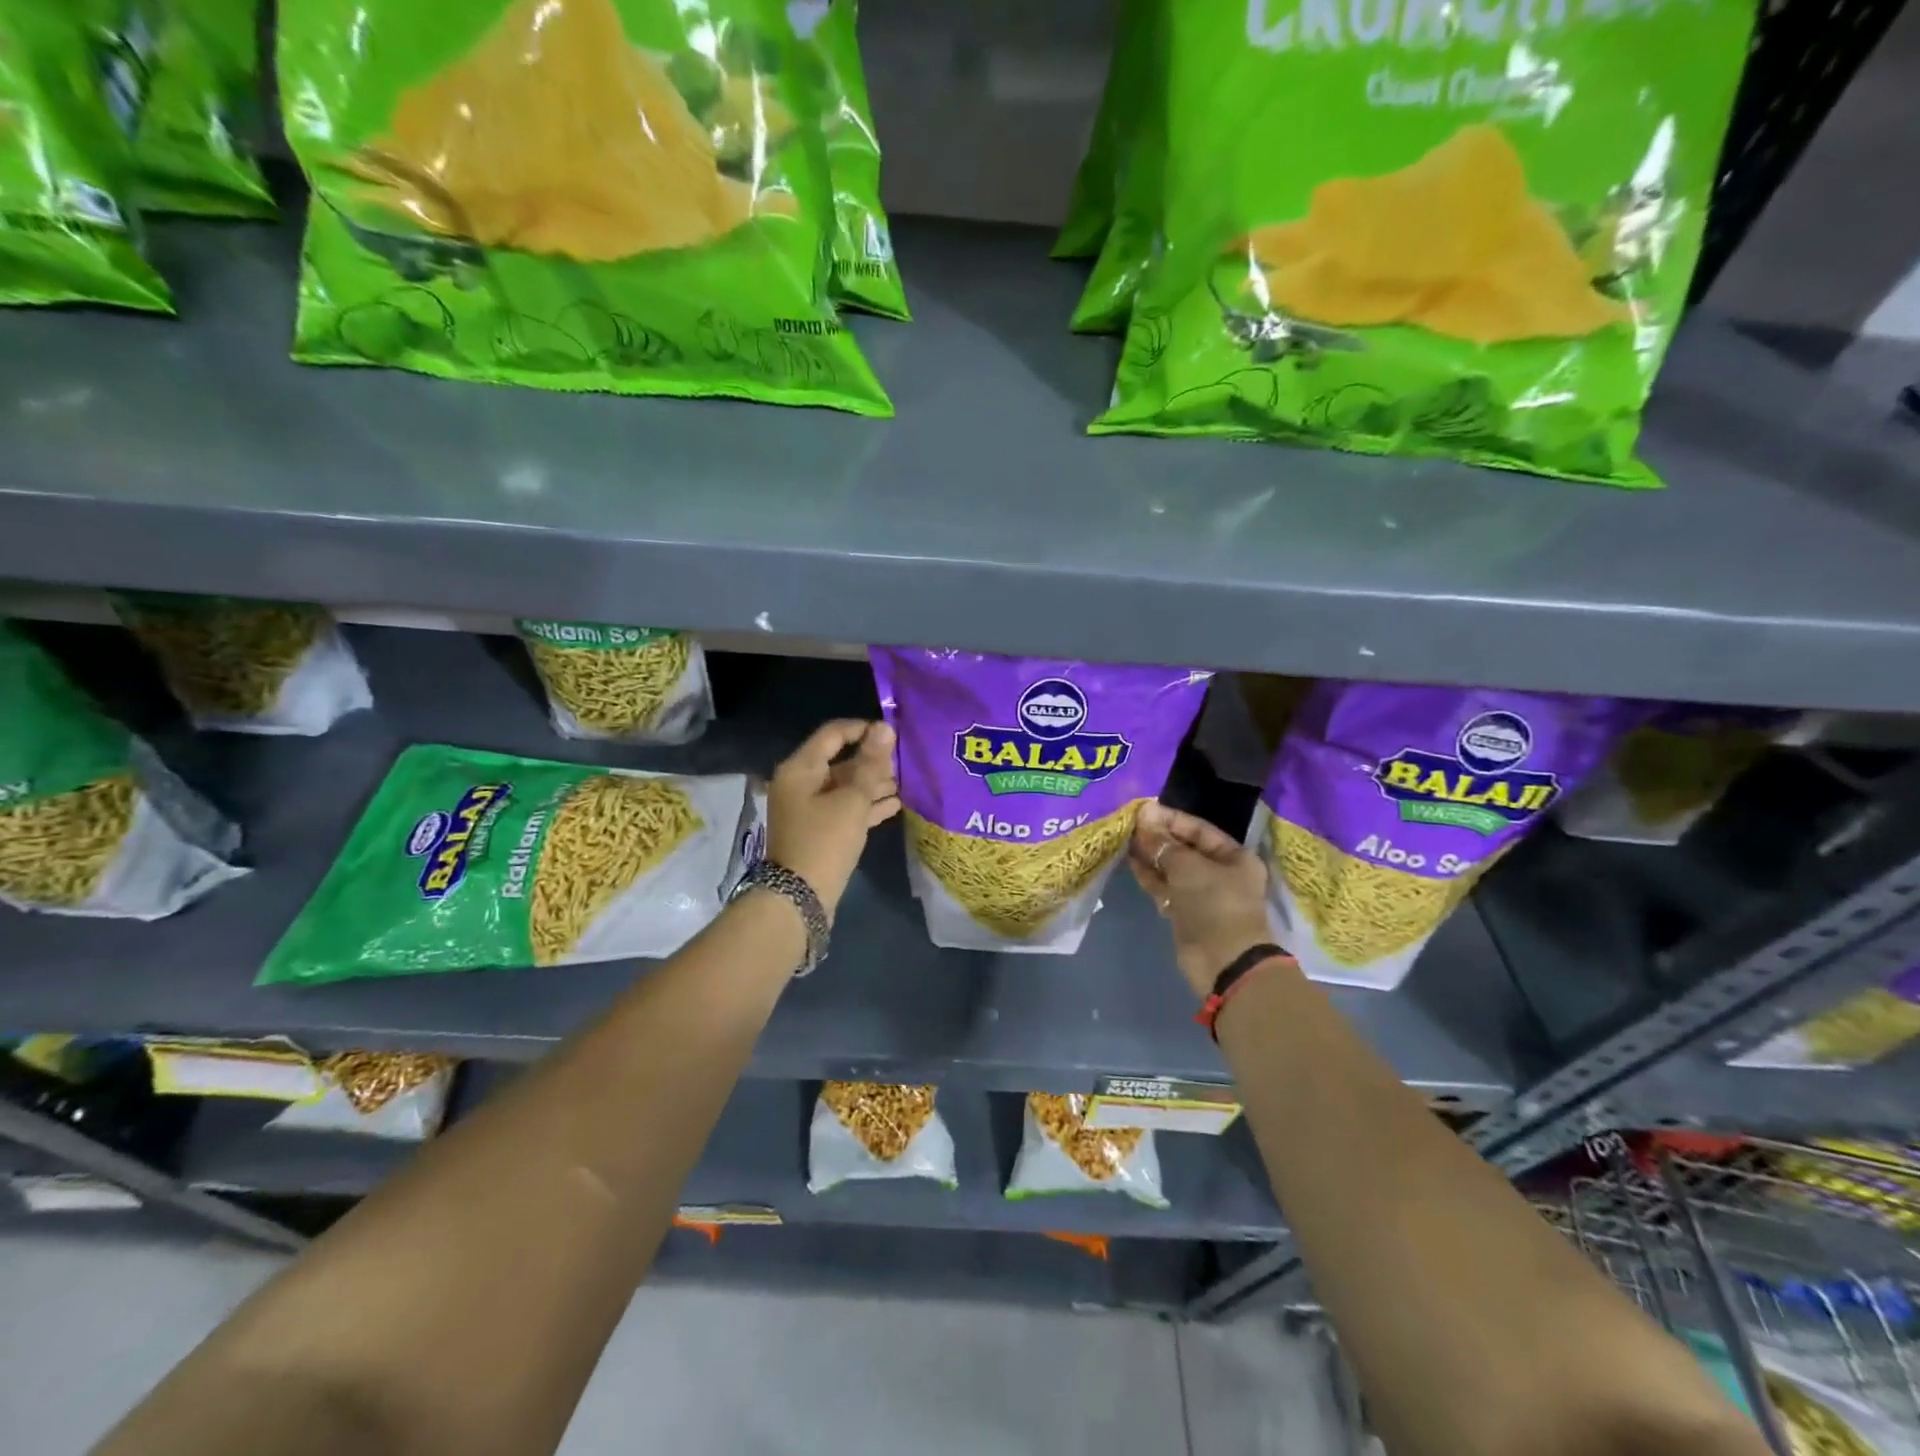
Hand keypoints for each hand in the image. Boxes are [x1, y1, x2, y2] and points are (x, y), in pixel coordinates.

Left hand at [766, 719, 899, 917]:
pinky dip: (866, 805)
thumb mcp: (852, 800)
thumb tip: (885, 728)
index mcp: (800, 769)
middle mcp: (801, 783)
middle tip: (905, 761)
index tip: (894, 734)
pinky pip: (844, 808)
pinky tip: (896, 804)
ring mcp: (808, 808)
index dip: (863, 729)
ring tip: (906, 781)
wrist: (800, 898)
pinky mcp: (819, 830)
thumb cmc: (825, 841)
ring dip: (873, 784)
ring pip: (845, 786)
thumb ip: (871, 764)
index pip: (833, 734)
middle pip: (840, 761)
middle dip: (873, 761)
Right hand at [1128, 802, 1273, 999]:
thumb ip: (1163, 843)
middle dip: (1158, 837)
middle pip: (1185, 848)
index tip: (1143, 811)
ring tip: (1125, 839)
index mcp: (1234, 857)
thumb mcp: (1187, 866)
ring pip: (1172, 868)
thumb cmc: (1214, 904)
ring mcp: (1202, 894)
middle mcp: (1221, 872)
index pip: (1199, 829)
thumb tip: (1144, 816)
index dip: (1171, 818)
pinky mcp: (1186, 912)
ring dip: (1151, 855)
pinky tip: (1130, 862)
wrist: (1223, 962)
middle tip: (1129, 824)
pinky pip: (1165, 887)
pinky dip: (1150, 875)